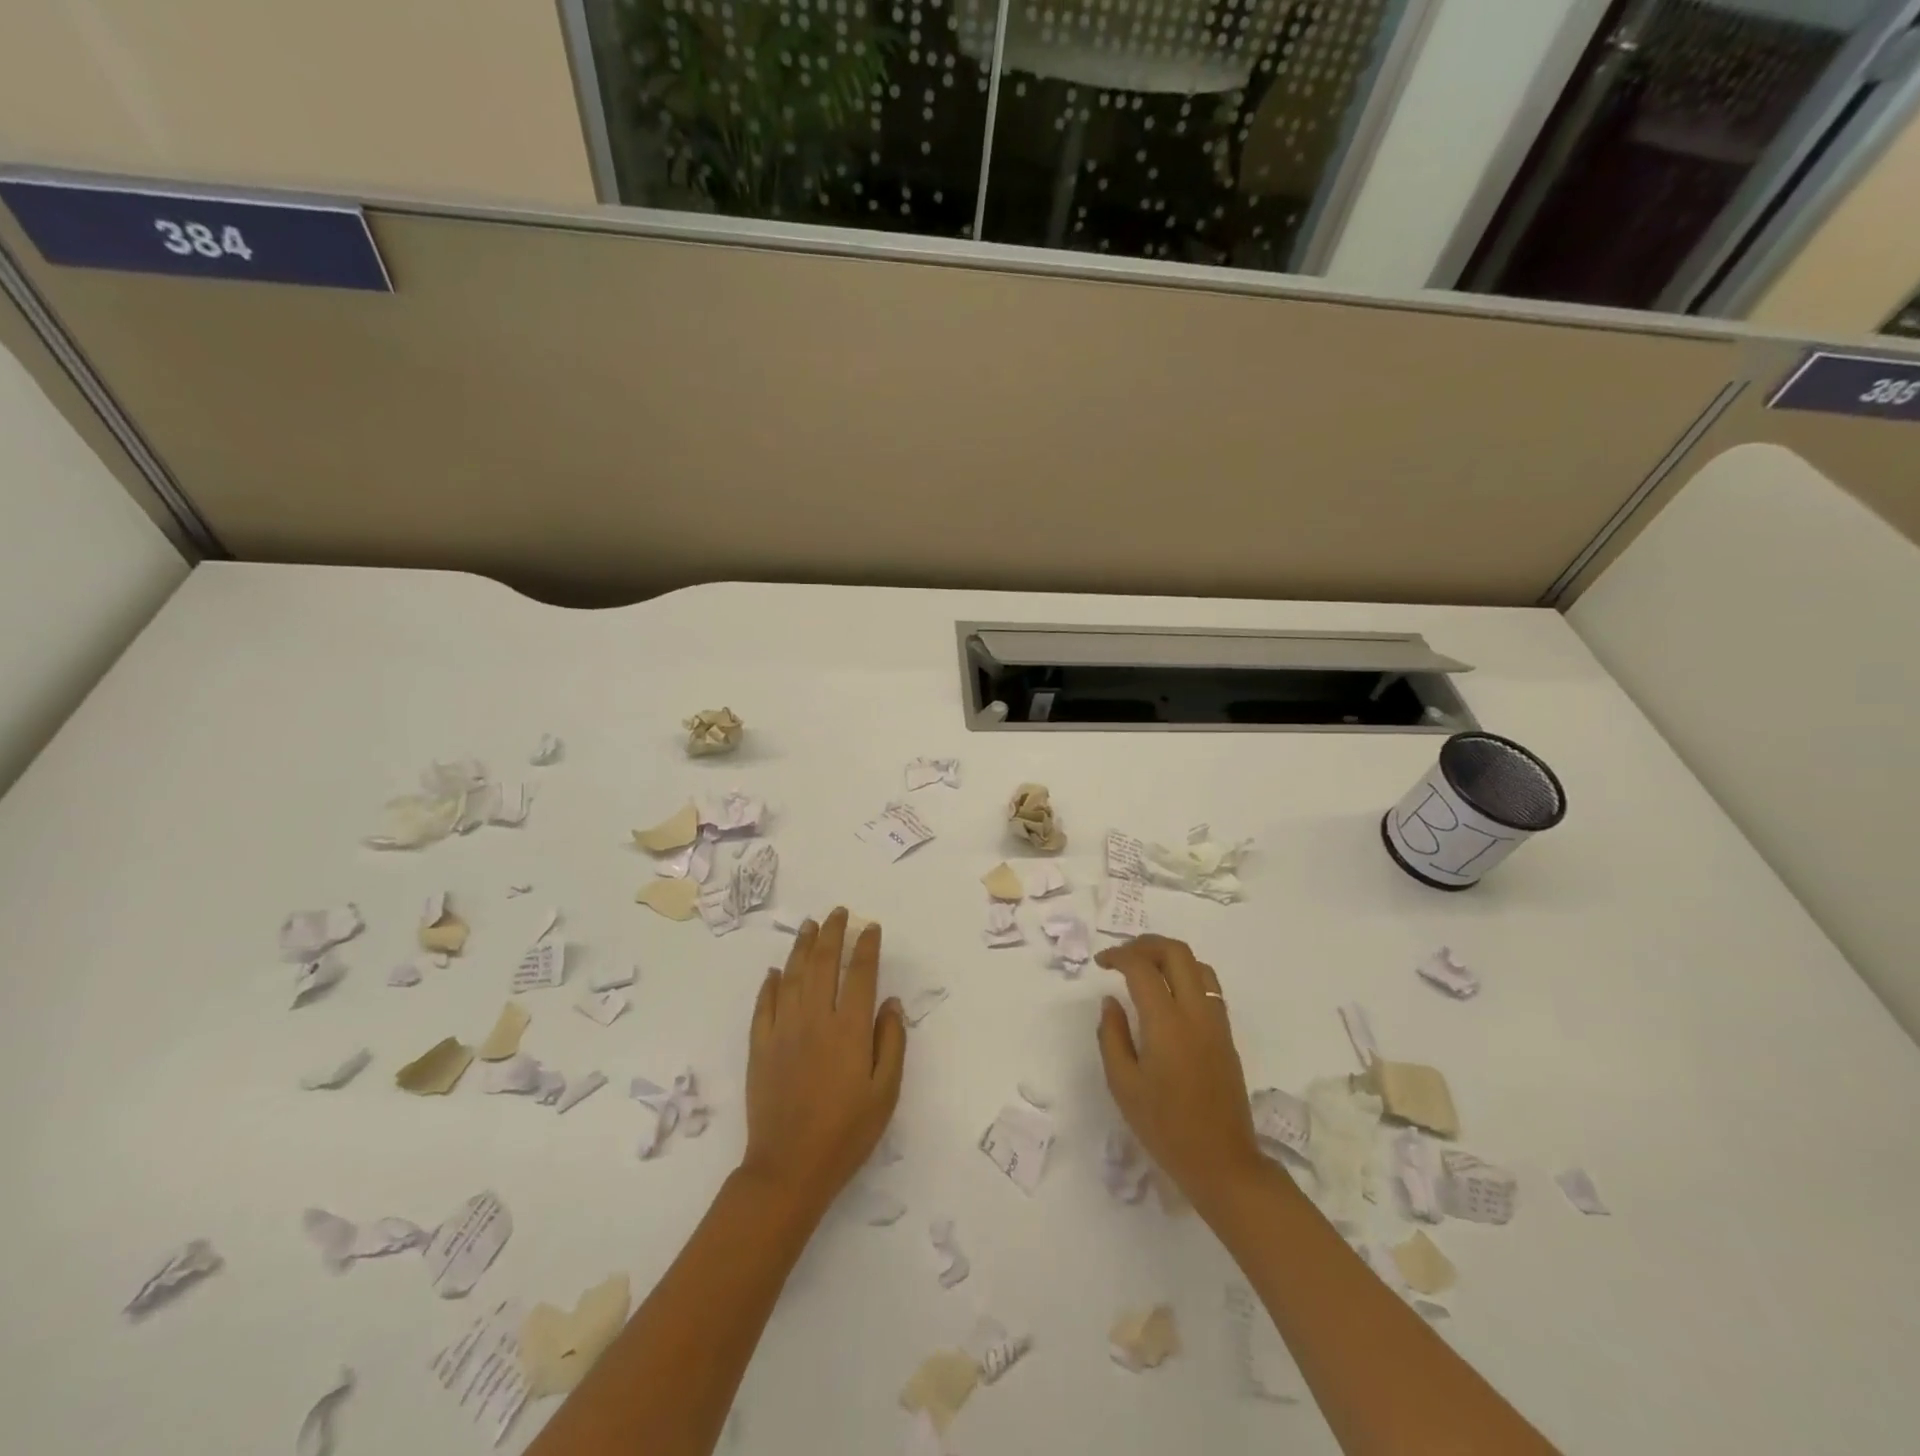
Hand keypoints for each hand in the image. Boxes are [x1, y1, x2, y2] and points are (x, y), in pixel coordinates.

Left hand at [740, 908, 906, 1215]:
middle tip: (837, 913)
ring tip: (809, 926)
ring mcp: (783, 1030)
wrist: (788, 1168)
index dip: (866, 946)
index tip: (870, 927)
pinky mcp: (760, 1046)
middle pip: (823, 963)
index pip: (860, 973)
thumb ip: (891, 1042)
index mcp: (850, 1029)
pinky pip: (764, 1004)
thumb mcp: (886, 1093)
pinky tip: (775, 971)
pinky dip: (770, 983)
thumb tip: (889, 1002)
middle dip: (832, 933)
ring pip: (792, 975)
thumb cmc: (846, 1133)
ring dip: (801, 947)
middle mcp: (815, 1019)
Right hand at [1095, 935, 1265, 1214]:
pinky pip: (1209, 987)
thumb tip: (1111, 1002)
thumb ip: (1112, 1036)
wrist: (1222, 1163)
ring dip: (1169, 956)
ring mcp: (1216, 1022)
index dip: (1119, 956)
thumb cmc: (1165, 1127)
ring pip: (1198, 965)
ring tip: (1146, 968)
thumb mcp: (1123, 1085)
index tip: (1102, 963)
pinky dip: (1186, 975)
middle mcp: (1195, 1013)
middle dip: (1146, 944)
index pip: (1142, 968)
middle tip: (1123, 955)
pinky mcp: (1227, 1036)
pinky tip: (1169, 994)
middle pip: (1176, 953)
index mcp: (1166, 1023)